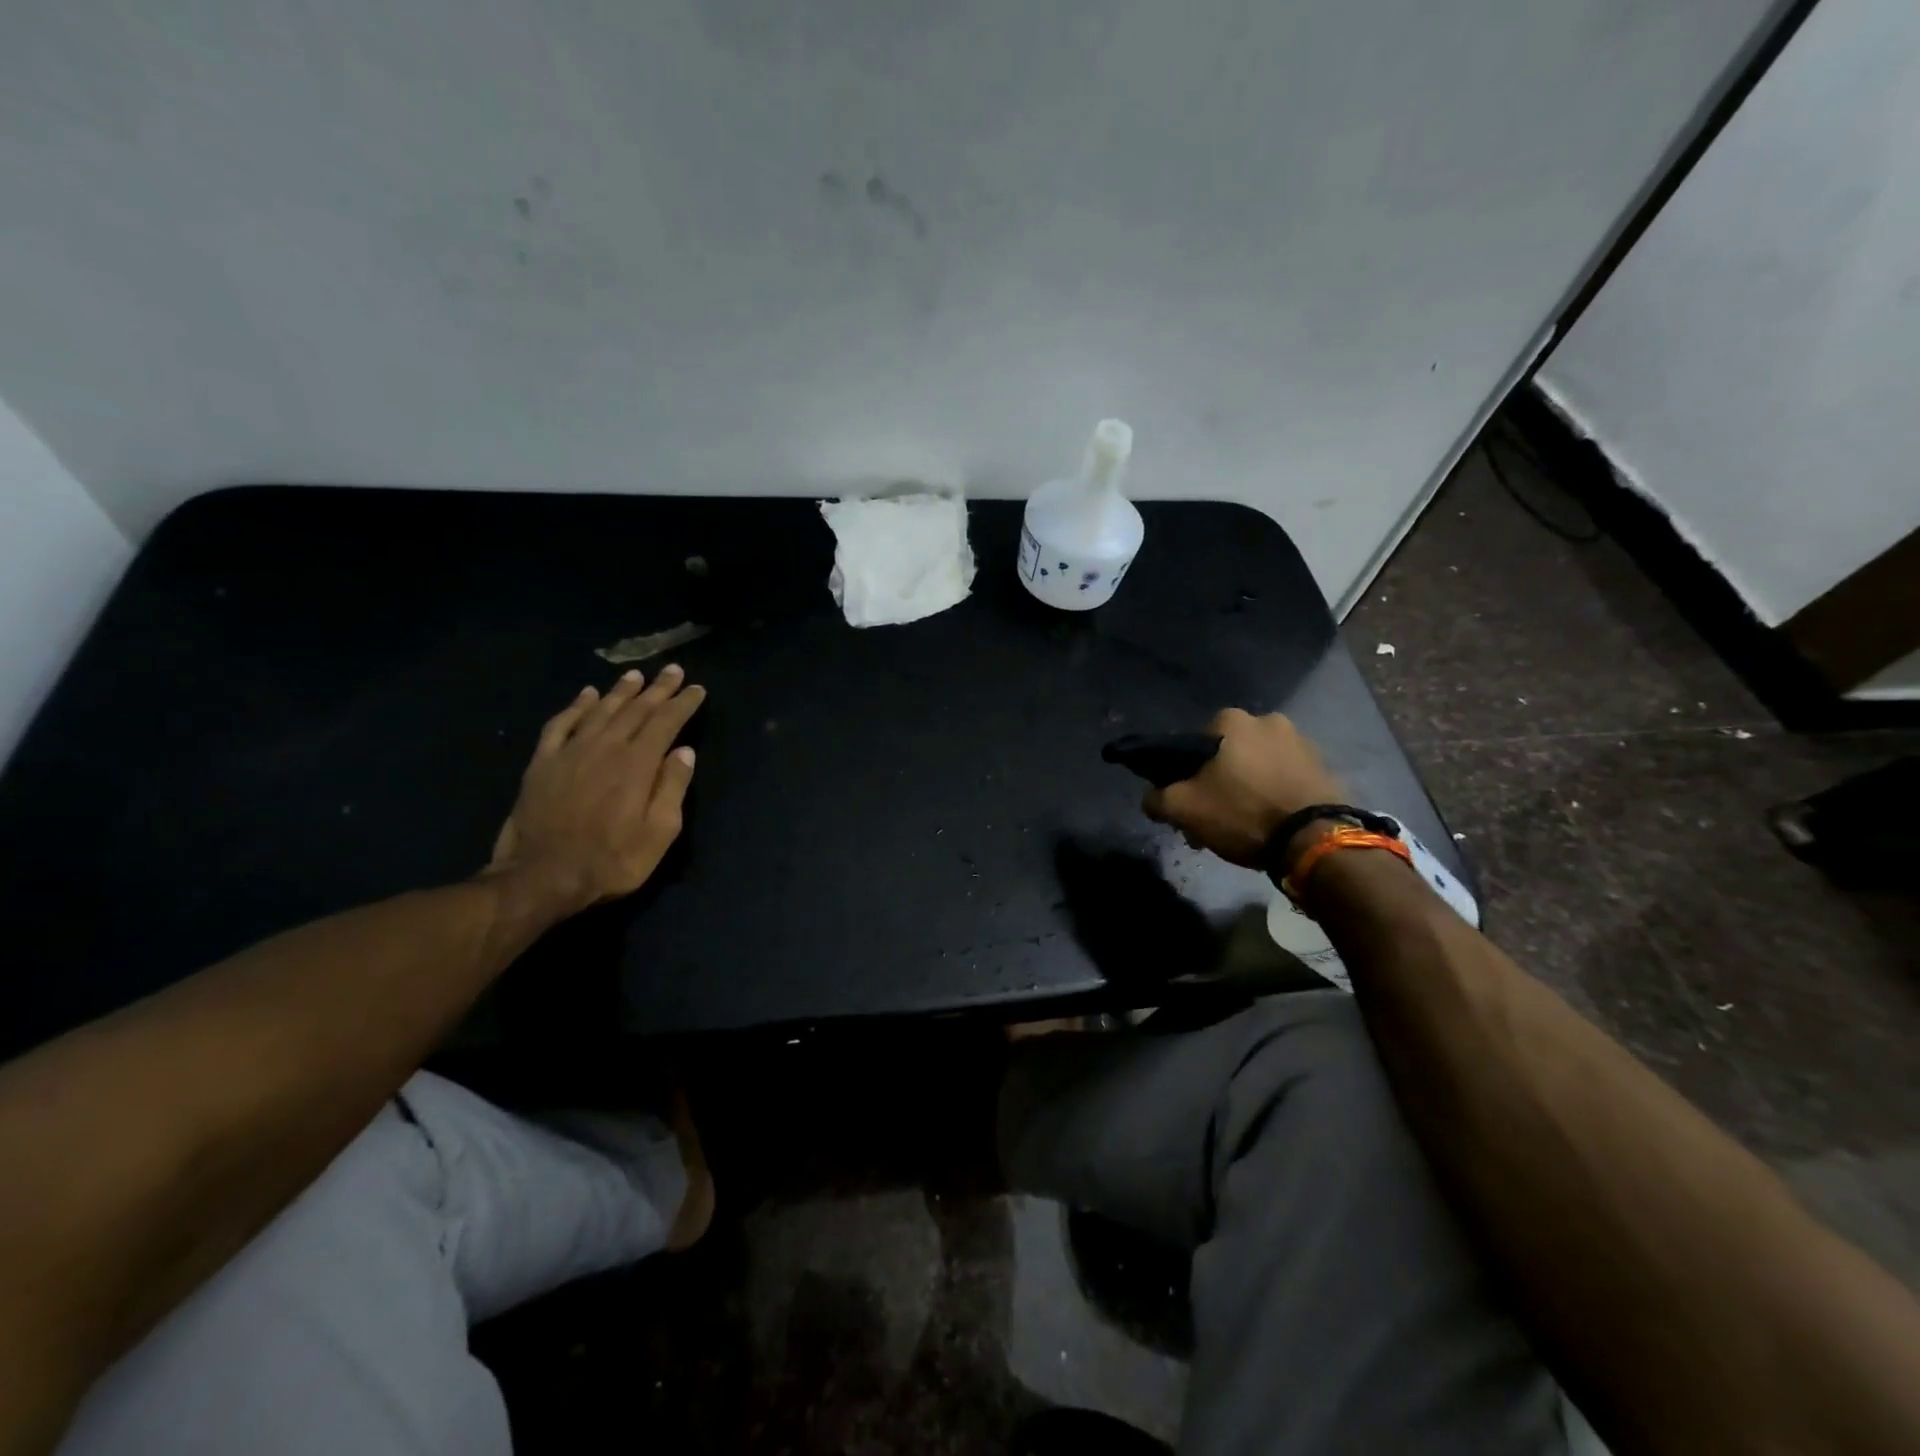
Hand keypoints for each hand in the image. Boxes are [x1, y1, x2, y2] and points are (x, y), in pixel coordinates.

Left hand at [485, 665, 707, 913]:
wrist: (541, 877)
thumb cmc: (611, 861)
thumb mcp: (658, 834)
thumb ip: (672, 788)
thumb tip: (685, 751)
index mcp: (637, 764)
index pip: (665, 723)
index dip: (682, 703)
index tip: (696, 689)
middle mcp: (605, 748)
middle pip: (636, 710)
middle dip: (657, 689)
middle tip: (672, 670)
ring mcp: (570, 752)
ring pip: (601, 710)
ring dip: (621, 691)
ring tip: (636, 676)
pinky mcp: (542, 763)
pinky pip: (561, 724)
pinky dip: (576, 707)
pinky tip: (586, 696)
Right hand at [1143, 708, 1345, 867]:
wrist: (1315, 840)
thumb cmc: (1242, 813)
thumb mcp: (1183, 809)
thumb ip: (1156, 798)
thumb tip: (1151, 798)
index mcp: (1232, 720)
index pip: (1194, 744)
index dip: (1187, 775)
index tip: (1189, 801)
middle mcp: (1268, 720)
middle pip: (1228, 755)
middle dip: (1219, 783)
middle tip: (1215, 818)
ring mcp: (1302, 742)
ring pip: (1258, 767)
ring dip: (1247, 789)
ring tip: (1244, 826)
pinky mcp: (1325, 767)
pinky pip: (1285, 778)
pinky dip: (1274, 795)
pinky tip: (1270, 823)